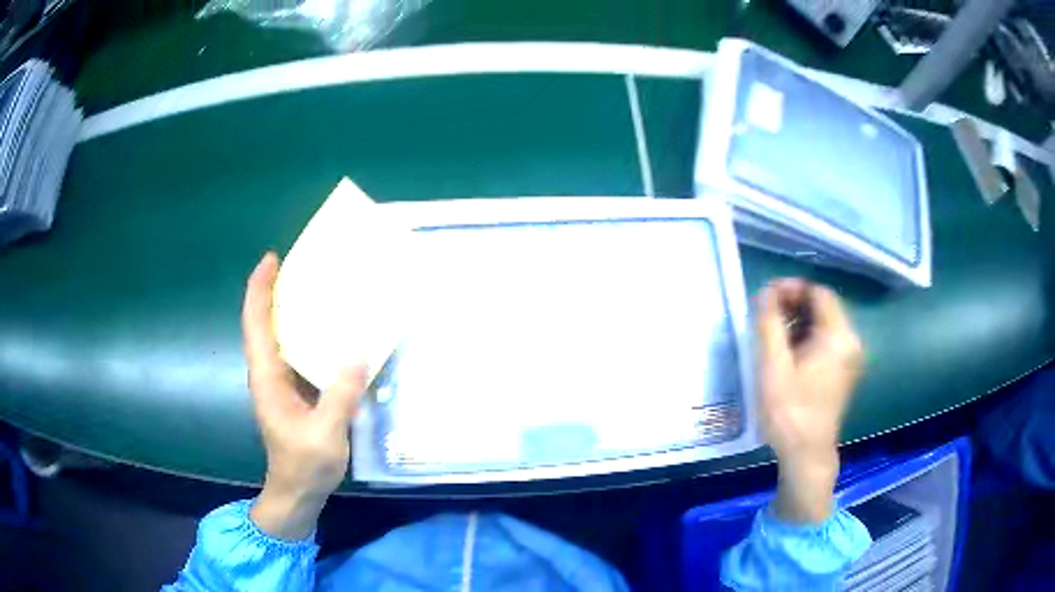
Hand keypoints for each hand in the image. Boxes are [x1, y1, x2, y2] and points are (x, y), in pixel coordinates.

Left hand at [241, 252, 367, 540]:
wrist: (296, 493)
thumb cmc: (304, 466)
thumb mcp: (325, 435)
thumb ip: (339, 397)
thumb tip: (357, 353)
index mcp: (267, 379)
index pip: (256, 324)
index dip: (259, 290)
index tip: (271, 260)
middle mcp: (268, 375)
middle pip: (262, 323)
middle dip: (272, 291)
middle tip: (299, 265)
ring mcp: (278, 384)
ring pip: (276, 336)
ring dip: (286, 309)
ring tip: (314, 287)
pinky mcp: (291, 393)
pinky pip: (292, 352)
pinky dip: (301, 332)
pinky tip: (326, 330)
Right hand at [756, 278, 863, 523]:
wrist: (807, 454)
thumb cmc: (789, 411)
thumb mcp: (772, 366)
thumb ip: (768, 323)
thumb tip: (766, 292)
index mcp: (838, 336)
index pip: (819, 293)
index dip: (792, 288)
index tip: (767, 297)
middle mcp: (852, 341)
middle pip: (824, 307)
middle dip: (795, 304)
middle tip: (767, 315)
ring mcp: (851, 357)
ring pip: (826, 324)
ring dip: (800, 321)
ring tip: (774, 334)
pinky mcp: (846, 370)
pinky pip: (828, 341)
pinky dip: (809, 338)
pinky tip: (789, 352)